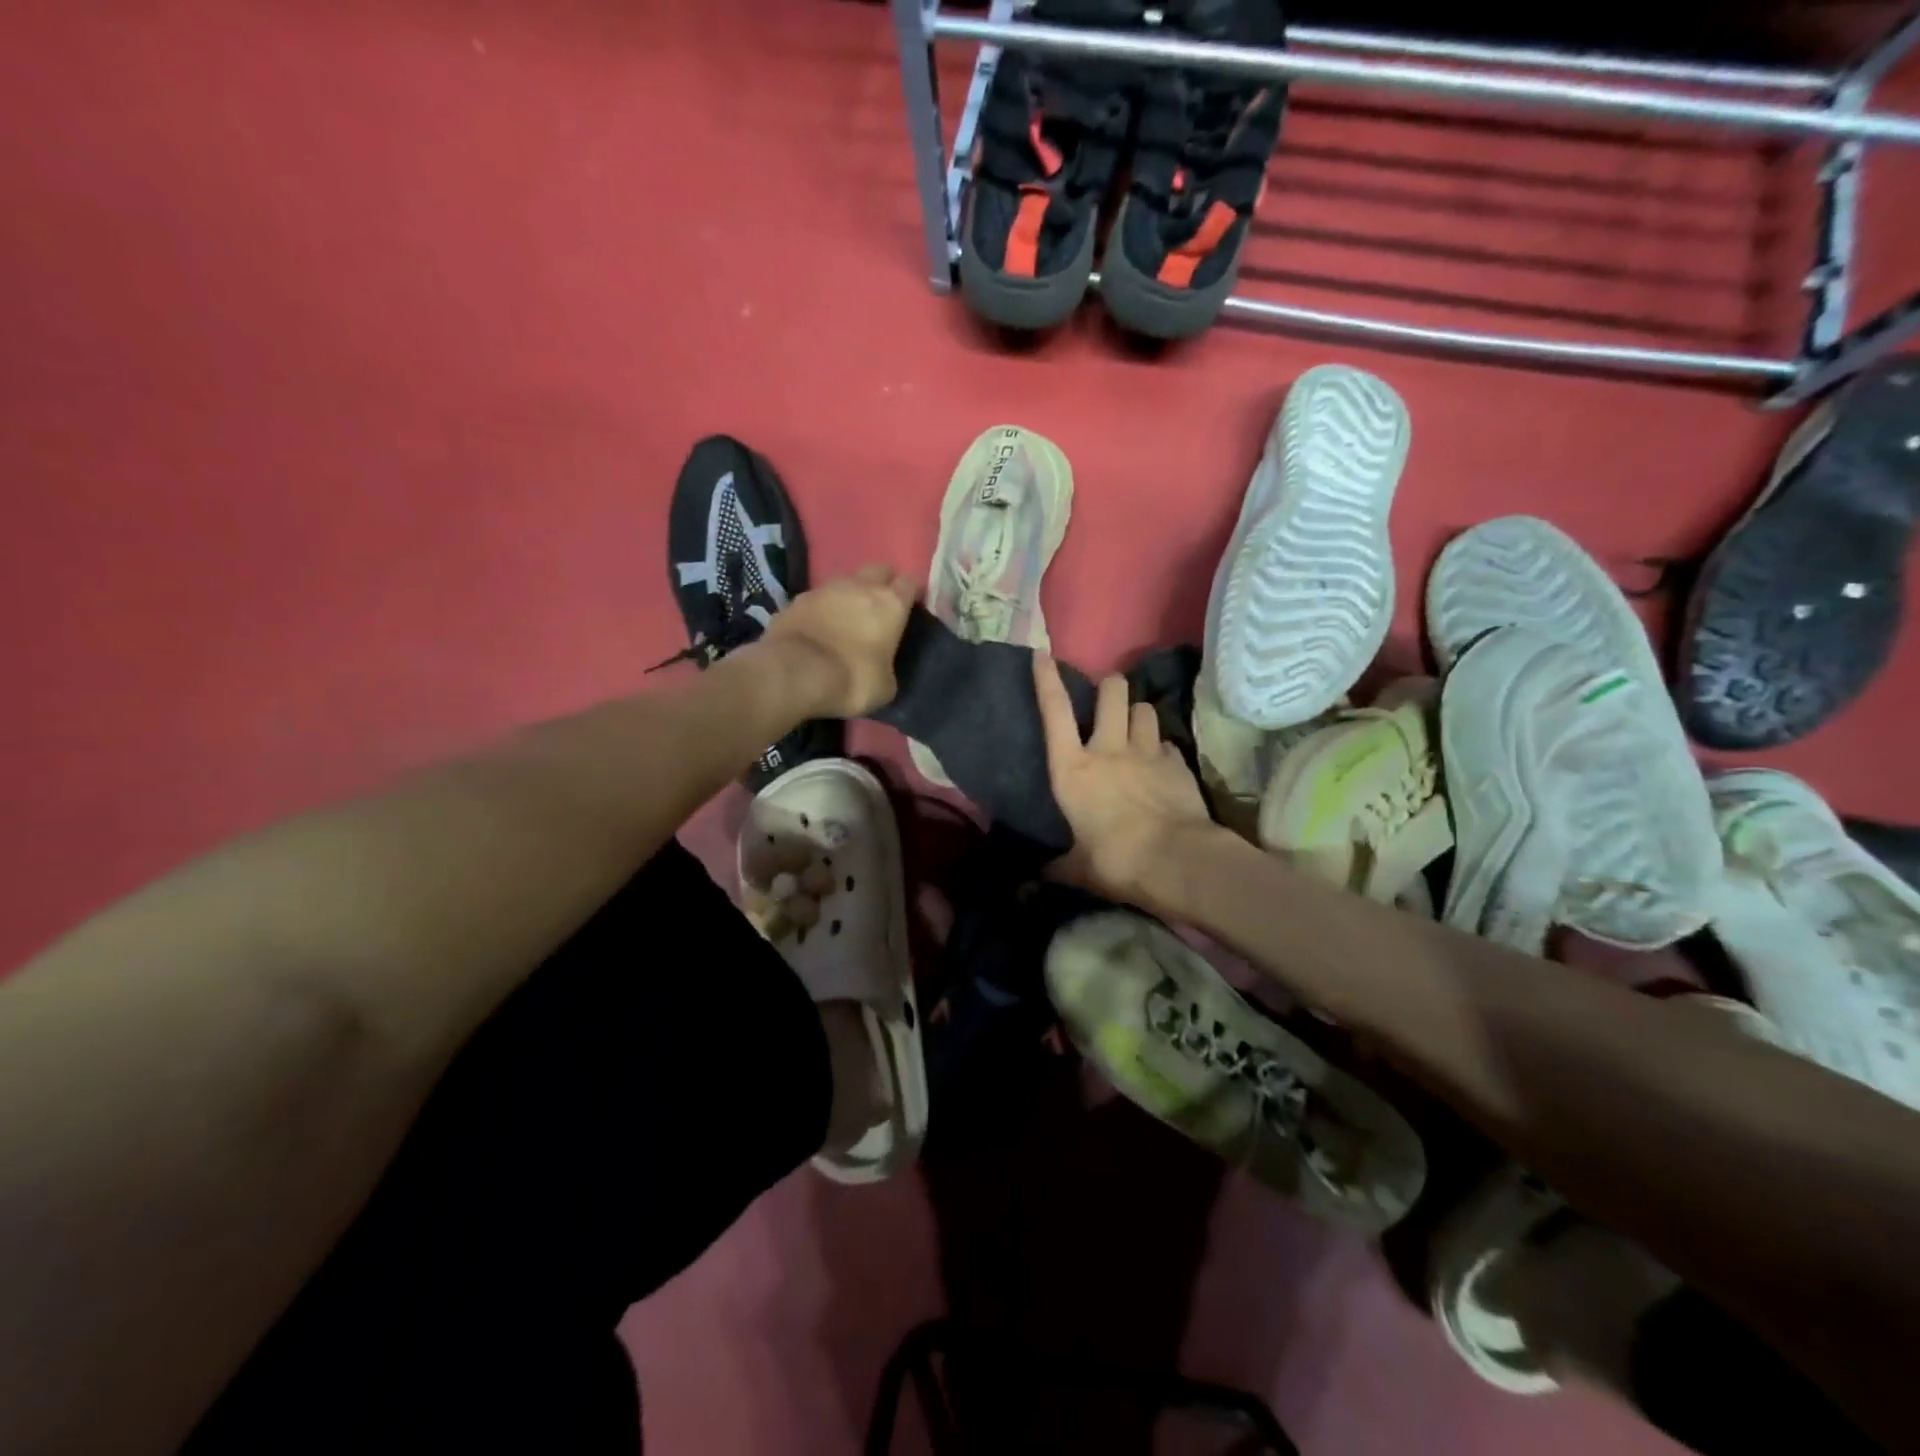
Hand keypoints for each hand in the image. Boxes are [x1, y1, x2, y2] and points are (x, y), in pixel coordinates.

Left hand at [761, 564, 917, 717]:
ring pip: (845, 581)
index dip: (910, 594)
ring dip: (849, 595)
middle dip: (882, 584)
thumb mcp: (885, 686)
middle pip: (878, 571)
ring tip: (846, 619)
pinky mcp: (795, 600)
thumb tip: (881, 668)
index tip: (909, 609)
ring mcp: (824, 589)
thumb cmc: (852, 679)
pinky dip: (821, 609)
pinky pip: (816, 599)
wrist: (795, 672)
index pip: (909, 583)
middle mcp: (860, 586)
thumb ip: (888, 668)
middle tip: (879, 608)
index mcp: (890, 603)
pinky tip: (818, 629)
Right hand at [1033, 653, 1214, 903]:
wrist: (1176, 861)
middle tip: (1107, 696)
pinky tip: (1160, 762)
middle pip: (1111, 692)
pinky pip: (1166, 742)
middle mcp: (1108, 749)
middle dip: (1109, 686)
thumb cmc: (1115, 861)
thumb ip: (1057, 866)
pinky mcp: (1177, 763)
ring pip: (1144, 709)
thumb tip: (1035, 879)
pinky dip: (1160, 747)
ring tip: (1136, 726)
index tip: (1043, 656)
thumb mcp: (1078, 868)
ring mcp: (1146, 753)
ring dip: (1138, 713)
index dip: (1047, 680)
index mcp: (1073, 770)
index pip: (1054, 712)